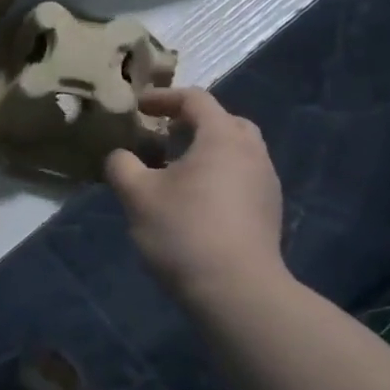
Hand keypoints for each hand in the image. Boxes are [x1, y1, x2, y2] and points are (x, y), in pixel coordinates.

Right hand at [105, 89, 287, 313]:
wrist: (237, 291)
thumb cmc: (184, 231)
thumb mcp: (137, 194)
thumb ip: (122, 165)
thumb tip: (121, 156)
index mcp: (222, 137)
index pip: (195, 100)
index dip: (164, 98)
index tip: (139, 107)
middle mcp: (252, 153)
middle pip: (224, 122)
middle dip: (192, 122)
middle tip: (163, 135)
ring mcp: (266, 184)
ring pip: (236, 152)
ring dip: (206, 151)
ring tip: (175, 170)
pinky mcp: (268, 213)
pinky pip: (242, 178)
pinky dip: (218, 175)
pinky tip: (195, 200)